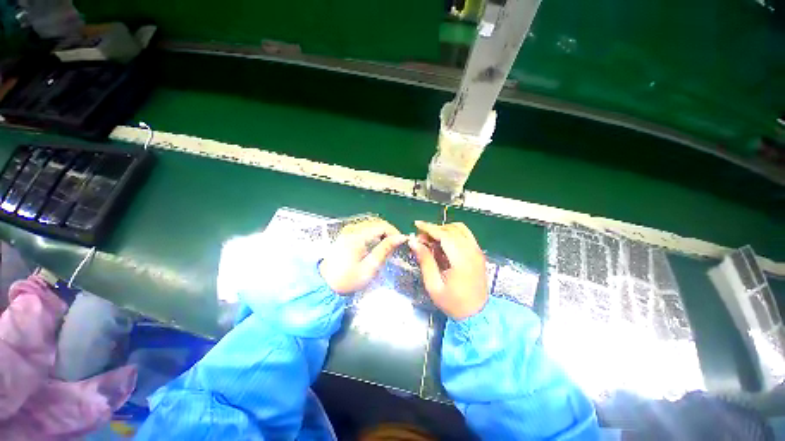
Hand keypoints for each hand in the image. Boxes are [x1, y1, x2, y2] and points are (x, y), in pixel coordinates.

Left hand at [319, 219, 407, 293]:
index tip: (401, 243)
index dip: (394, 232)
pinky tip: (376, 246)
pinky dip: (375, 234)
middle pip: (377, 223)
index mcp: (357, 236)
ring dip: (382, 233)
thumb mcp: (369, 267)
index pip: (382, 226)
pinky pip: (366, 228)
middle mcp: (352, 229)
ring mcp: (349, 229)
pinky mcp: (347, 233)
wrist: (325, 283)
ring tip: (386, 248)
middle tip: (394, 248)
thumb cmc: (347, 279)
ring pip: (372, 224)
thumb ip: (385, 250)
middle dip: (389, 233)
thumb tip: (401, 238)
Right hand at [408, 221, 487, 318]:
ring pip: (460, 229)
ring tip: (432, 239)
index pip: (445, 235)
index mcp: (461, 260)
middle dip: (434, 229)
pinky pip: (466, 234)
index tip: (416, 224)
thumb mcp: (434, 285)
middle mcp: (472, 251)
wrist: (477, 315)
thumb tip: (414, 242)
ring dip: (444, 229)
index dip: (429, 228)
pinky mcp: (479, 253)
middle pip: (451, 230)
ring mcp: (477, 251)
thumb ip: (425, 261)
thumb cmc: (453, 303)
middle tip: (421, 238)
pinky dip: (453, 233)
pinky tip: (444, 241)